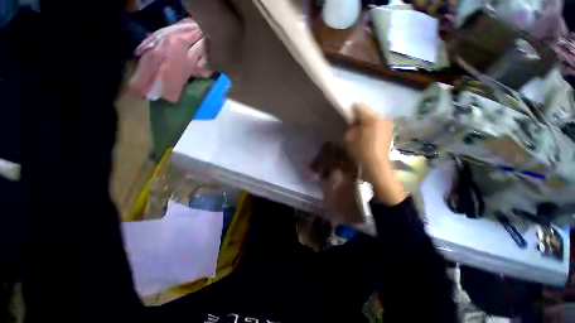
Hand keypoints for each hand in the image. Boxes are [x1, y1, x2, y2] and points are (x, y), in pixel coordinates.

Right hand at [345, 104, 392, 176]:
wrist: (377, 164)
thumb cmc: (361, 151)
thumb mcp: (349, 138)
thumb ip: (350, 127)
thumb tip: (353, 122)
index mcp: (371, 119)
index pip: (359, 107)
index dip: (351, 111)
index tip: (346, 117)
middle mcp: (382, 117)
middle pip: (368, 111)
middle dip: (359, 116)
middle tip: (353, 124)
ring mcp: (388, 123)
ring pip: (373, 116)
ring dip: (366, 121)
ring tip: (361, 130)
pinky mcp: (390, 130)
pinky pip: (378, 123)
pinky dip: (372, 125)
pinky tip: (368, 134)